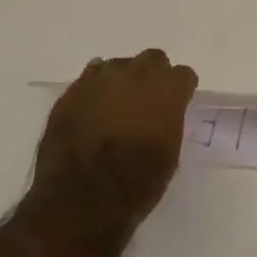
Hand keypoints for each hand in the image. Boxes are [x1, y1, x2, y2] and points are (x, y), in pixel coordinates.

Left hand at [30, 50, 197, 227]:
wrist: (82, 198)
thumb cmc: (137, 182)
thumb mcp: (170, 154)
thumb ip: (169, 122)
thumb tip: (162, 116)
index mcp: (167, 90)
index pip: (184, 74)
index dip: (181, 90)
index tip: (178, 103)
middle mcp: (136, 75)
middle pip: (153, 59)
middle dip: (154, 75)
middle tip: (149, 100)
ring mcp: (100, 80)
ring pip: (119, 65)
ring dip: (123, 80)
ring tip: (117, 105)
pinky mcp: (72, 92)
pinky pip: (90, 78)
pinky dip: (96, 89)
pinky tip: (94, 108)